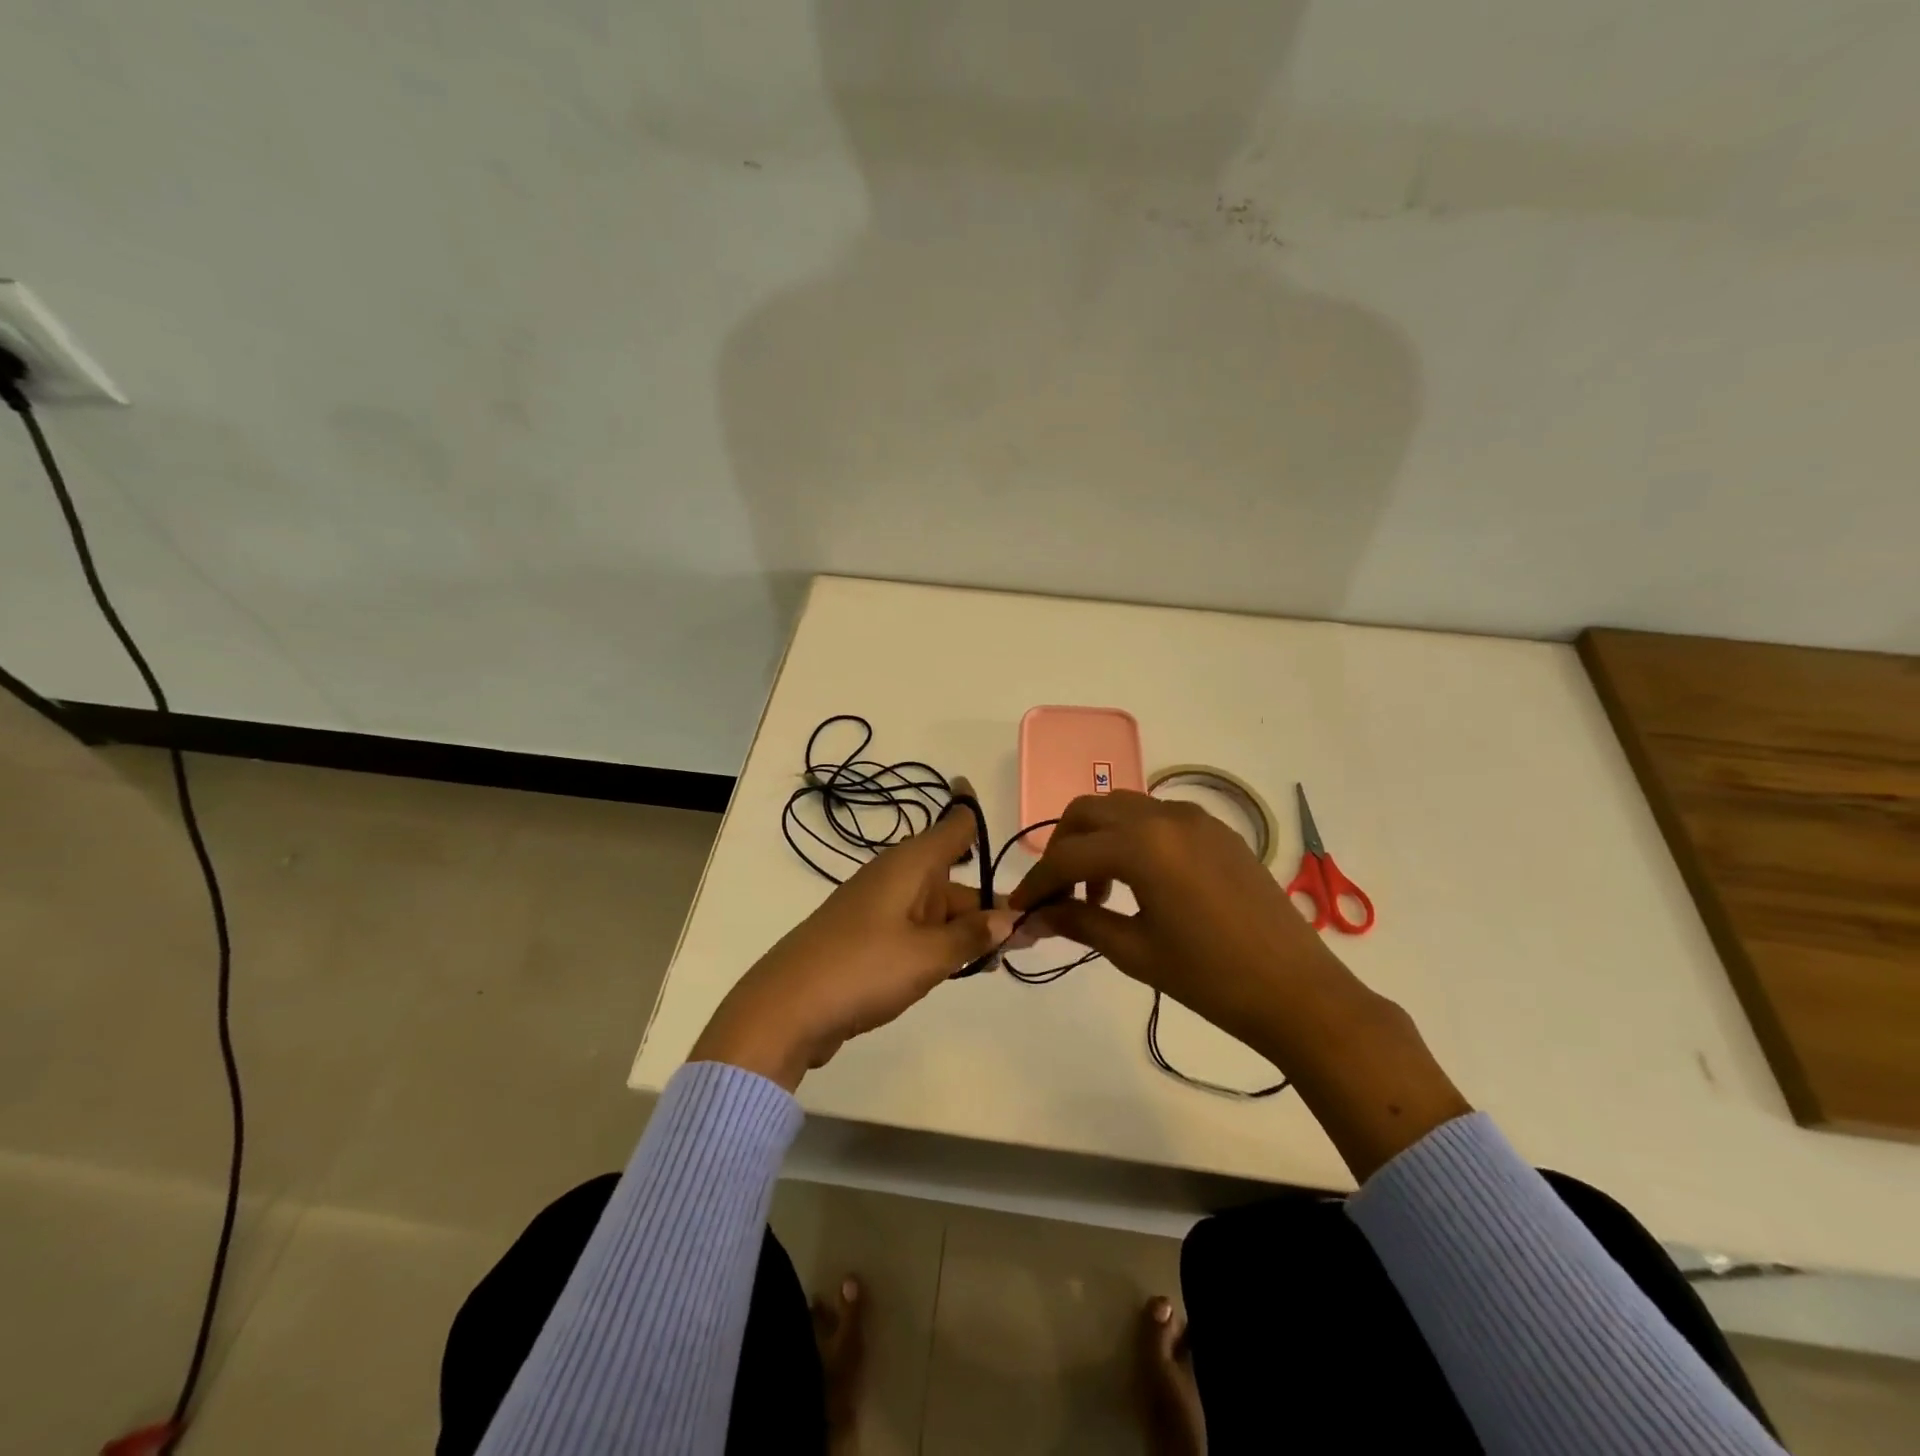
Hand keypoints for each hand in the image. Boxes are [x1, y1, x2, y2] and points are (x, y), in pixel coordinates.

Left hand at [691, 778, 1017, 1090]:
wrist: (785, 1010)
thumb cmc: (863, 968)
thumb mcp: (928, 955)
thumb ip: (972, 936)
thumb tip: (1008, 919)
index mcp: (911, 864)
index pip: (954, 826)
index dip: (972, 809)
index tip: (983, 796)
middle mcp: (896, 877)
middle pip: (953, 880)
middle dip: (988, 906)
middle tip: (1028, 938)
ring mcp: (879, 908)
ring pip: (936, 910)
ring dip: (966, 931)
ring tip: (998, 962)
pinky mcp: (867, 938)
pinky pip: (916, 931)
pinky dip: (940, 945)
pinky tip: (959, 969)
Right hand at [1009, 791, 1350, 1058]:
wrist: (1297, 991)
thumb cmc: (1210, 978)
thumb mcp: (1135, 952)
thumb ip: (1079, 922)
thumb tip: (1034, 917)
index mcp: (1141, 845)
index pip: (1067, 855)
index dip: (1037, 882)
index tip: (1020, 907)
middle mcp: (1163, 816)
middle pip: (1088, 812)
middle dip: (1062, 847)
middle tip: (1058, 892)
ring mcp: (1194, 818)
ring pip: (1122, 807)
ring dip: (1096, 838)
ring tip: (1099, 890)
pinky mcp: (1216, 830)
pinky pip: (1156, 816)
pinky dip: (1131, 836)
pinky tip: (1138, 880)